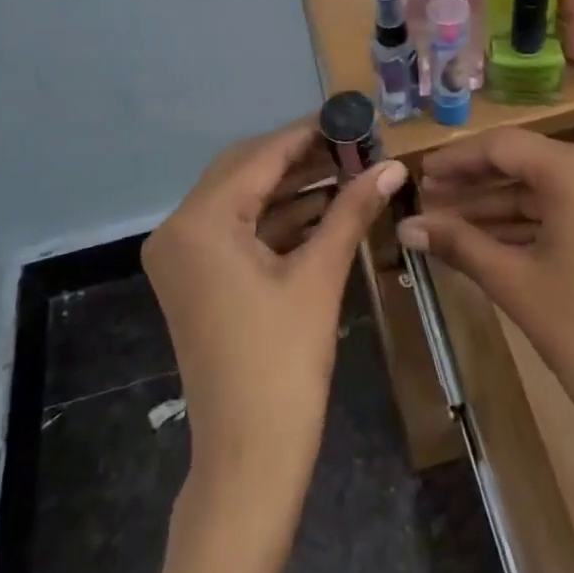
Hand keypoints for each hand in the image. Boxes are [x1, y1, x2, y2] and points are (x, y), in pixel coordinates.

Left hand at [144, 120, 407, 502]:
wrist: (249, 457)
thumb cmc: (283, 362)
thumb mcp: (320, 276)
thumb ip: (352, 210)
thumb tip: (394, 165)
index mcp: (200, 222)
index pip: (260, 156)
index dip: (308, 132)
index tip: (350, 115)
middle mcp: (179, 229)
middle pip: (246, 171)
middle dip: (301, 157)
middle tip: (354, 144)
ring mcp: (184, 256)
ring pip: (243, 200)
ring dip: (293, 187)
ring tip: (349, 170)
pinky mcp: (197, 278)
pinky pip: (239, 231)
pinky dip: (279, 219)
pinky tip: (325, 207)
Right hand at [398, 128, 573, 472]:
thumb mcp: (514, 281)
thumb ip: (457, 242)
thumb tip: (405, 226)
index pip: (504, 147)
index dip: (457, 159)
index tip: (418, 174)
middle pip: (526, 163)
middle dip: (475, 184)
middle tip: (427, 198)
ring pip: (545, 189)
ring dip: (497, 206)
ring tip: (445, 221)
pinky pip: (567, 210)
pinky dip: (528, 223)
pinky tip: (485, 238)